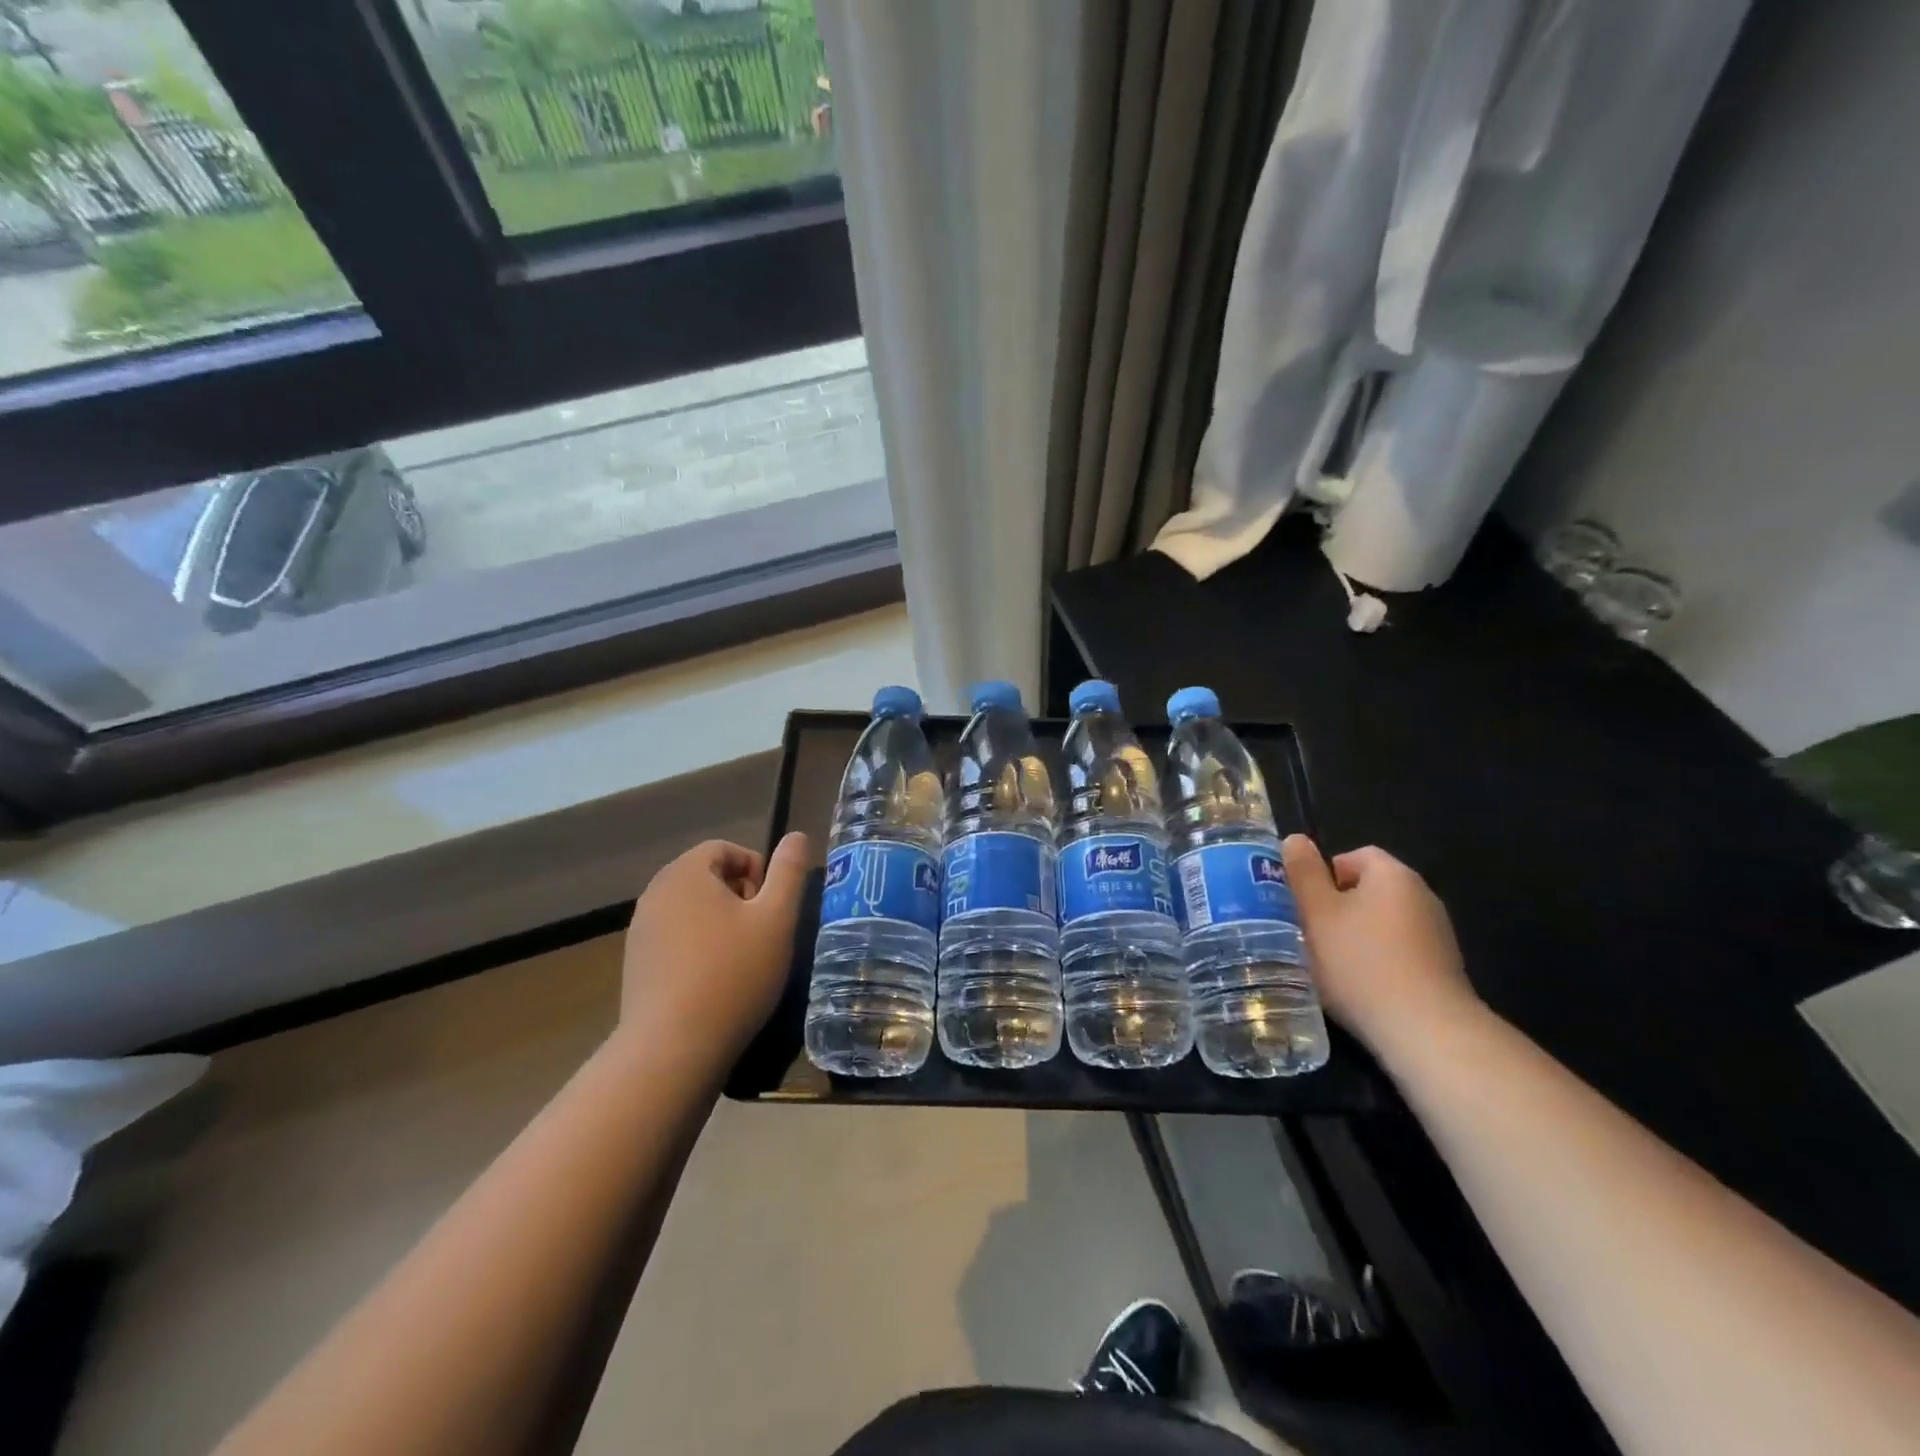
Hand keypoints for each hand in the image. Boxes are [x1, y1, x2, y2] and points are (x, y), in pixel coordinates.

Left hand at [615, 833, 811, 1074]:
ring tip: (741, 958)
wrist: (673, 1048)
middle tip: (760, 931)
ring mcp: (640, 930)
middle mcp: (655, 893)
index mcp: (685, 873)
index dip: (756, 869)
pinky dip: (697, 947)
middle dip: (738, 895)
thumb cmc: (733, 974)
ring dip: (719, 922)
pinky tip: (714, 981)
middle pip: (705, 877)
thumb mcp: (777, 918)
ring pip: (690, 909)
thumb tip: (797, 835)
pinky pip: (674, 938)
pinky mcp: (635, 964)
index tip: (771, 905)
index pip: (724, 848)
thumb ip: (789, 871)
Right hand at [1282, 835, 1478, 1058]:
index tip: (1304, 904)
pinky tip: (1360, 987)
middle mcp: (1422, 897)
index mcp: (1393, 875)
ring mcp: (1438, 935)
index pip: (1354, 856)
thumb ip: (1303, 873)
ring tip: (1330, 964)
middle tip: (1309, 933)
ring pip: (1382, 923)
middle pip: (1368, 890)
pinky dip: (1377, 962)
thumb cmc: (1361, 962)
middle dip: (1336, 908)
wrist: (1426, 1032)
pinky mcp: (1443, 970)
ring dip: (1355, 937)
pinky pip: (1399, 952)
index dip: (1324, 874)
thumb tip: (1295, 839)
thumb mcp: (1316, 913)